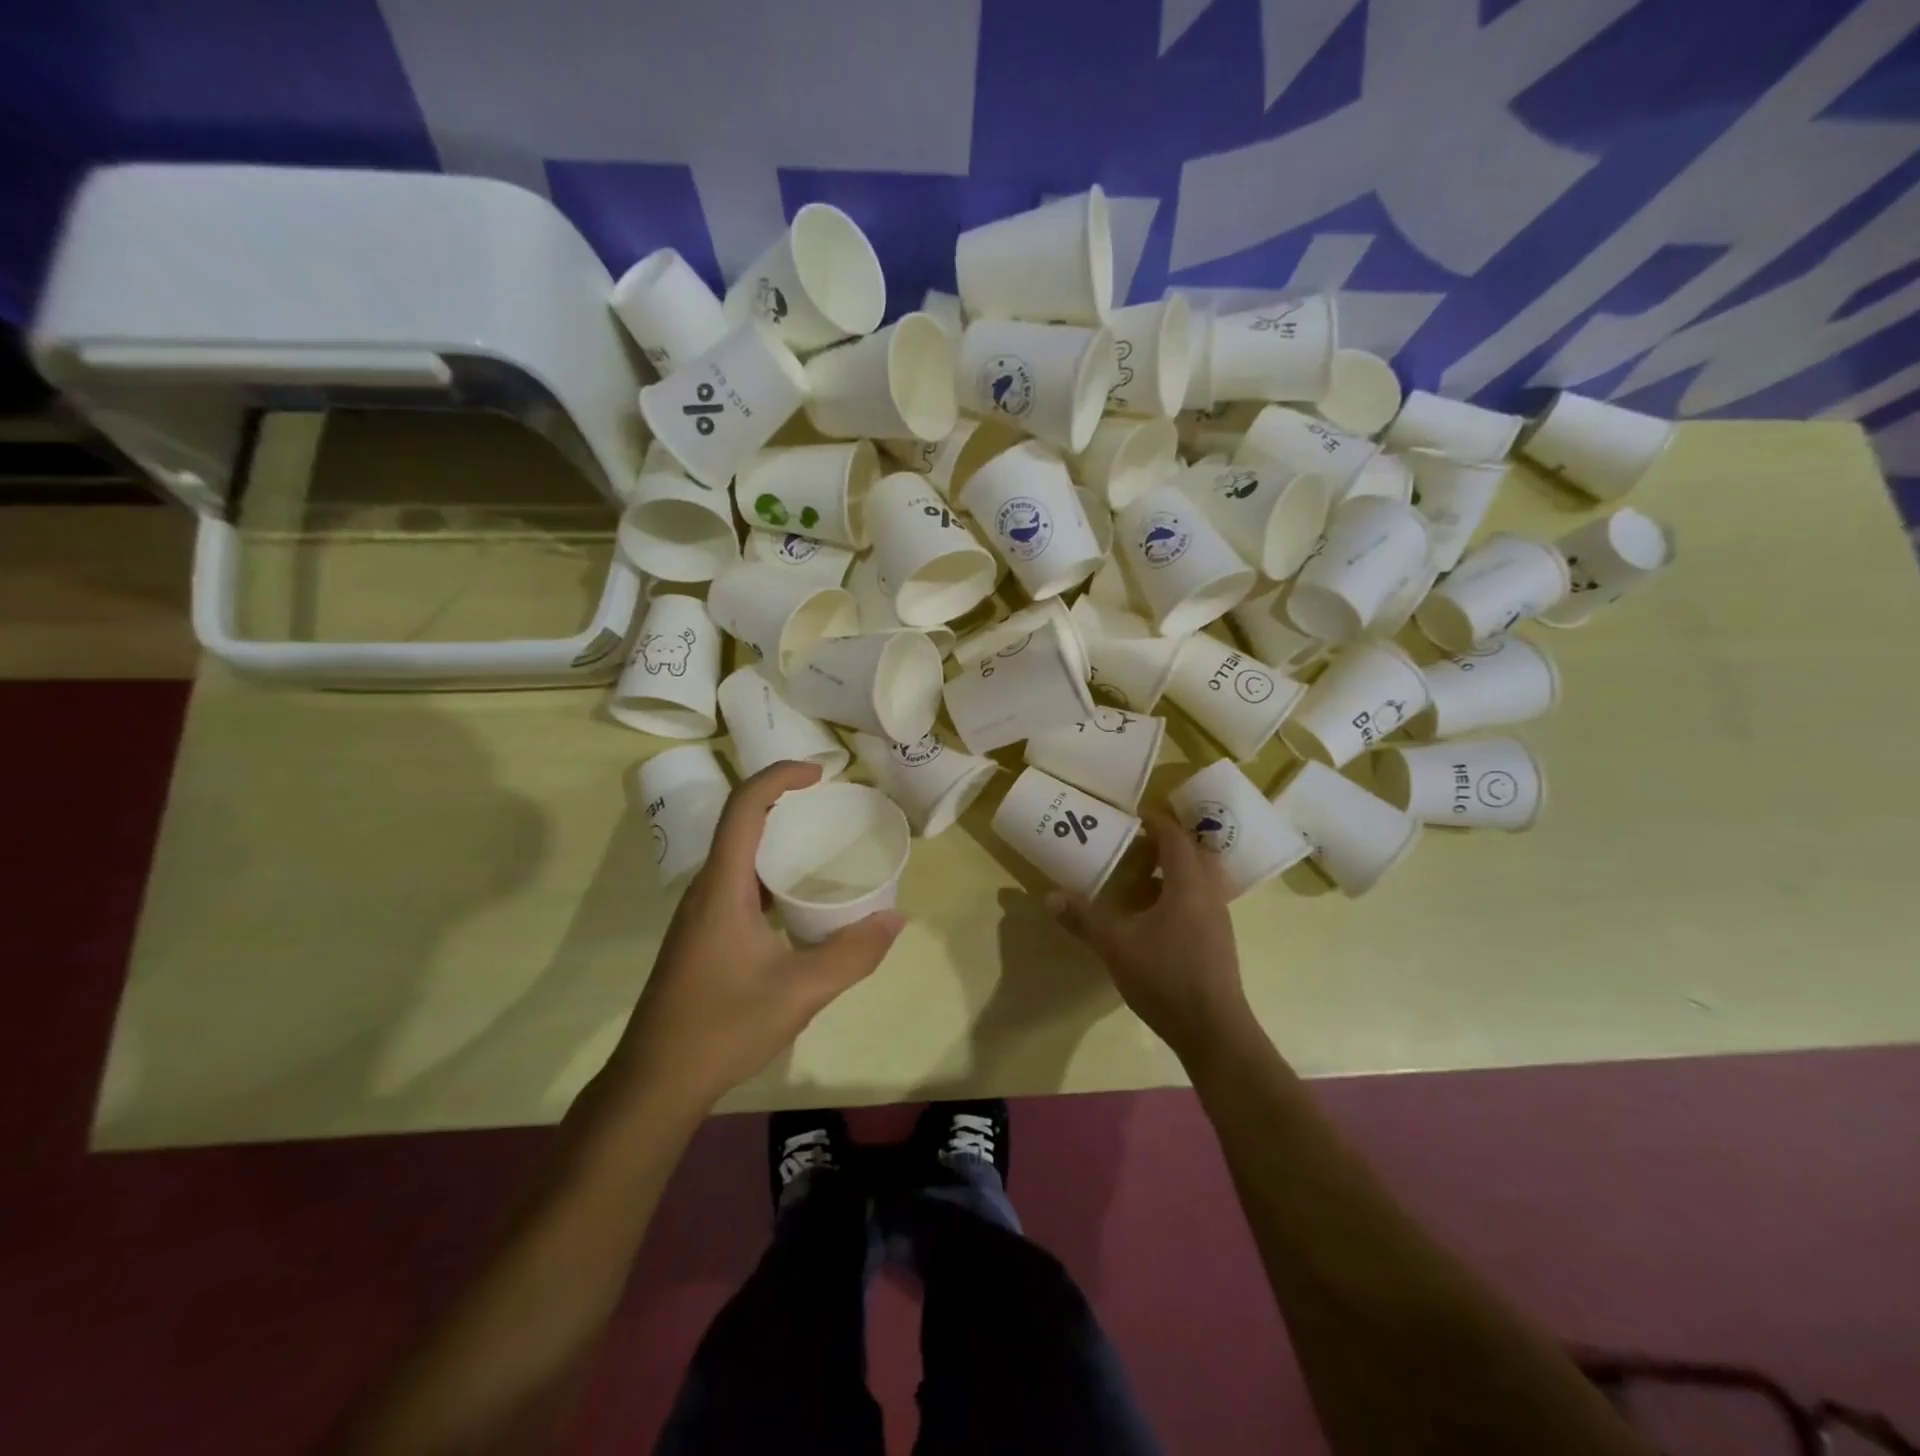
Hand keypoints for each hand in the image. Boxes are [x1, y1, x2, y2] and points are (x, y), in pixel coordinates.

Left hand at [608, 761, 904, 1112]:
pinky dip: (772, 874)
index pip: (745, 808)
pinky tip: (800, 903)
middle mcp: (707, 890)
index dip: (780, 777)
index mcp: (723, 887)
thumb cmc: (723, 1027)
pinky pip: (739, 885)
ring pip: (740, 857)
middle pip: (741, 824)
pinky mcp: (703, 938)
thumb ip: (852, 953)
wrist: (656, 1081)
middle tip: (832, 807)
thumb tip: (896, 918)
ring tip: (824, 847)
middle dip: (784, 802)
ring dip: (777, 839)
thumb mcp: (800, 991)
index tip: (820, 774)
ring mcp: (701, 915)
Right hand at [1050, 810, 1252, 1065]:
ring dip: (1177, 868)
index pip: (1176, 838)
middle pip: (1196, 853)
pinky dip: (1181, 892)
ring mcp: (1219, 919)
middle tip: (1139, 841)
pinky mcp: (1219, 941)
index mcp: (1188, 885)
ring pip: (1202, 878)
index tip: (1134, 814)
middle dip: (1170, 842)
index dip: (1156, 821)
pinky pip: (1202, 899)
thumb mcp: (1116, 946)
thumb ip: (1084, 919)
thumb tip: (1050, 896)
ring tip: (1144, 874)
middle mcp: (1209, 894)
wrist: (1213, 1030)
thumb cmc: (1165, 977)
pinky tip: (1156, 912)